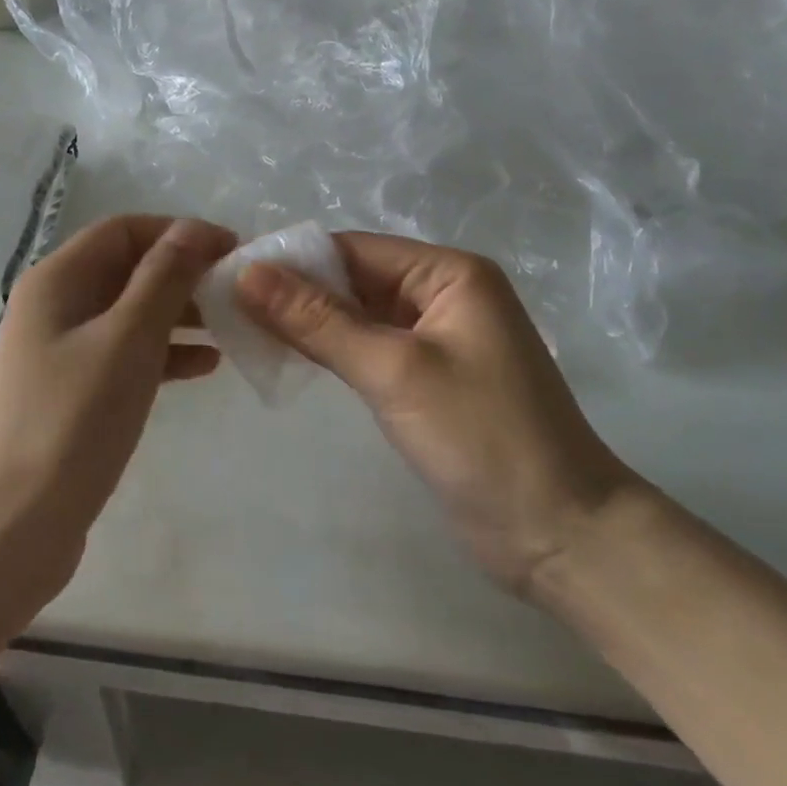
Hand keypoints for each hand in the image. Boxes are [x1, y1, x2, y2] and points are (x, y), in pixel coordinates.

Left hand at [0, 215, 235, 589]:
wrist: (13, 528)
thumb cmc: (73, 422)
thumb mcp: (128, 340)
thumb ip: (163, 279)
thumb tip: (192, 229)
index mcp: (55, 281)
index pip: (124, 230)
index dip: (179, 232)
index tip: (231, 250)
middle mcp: (52, 306)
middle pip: (126, 269)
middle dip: (183, 273)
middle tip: (237, 291)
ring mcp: (58, 351)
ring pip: (129, 313)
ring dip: (178, 313)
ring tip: (230, 326)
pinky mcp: (69, 392)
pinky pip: (123, 354)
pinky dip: (162, 353)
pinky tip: (203, 366)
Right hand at [237, 233, 638, 596]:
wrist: (561, 535)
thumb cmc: (483, 439)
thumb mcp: (395, 371)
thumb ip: (319, 320)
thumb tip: (248, 272)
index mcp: (449, 273)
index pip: (353, 249)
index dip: (292, 260)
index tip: (229, 275)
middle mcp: (443, 293)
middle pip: (353, 278)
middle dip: (295, 291)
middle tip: (225, 304)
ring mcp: (436, 337)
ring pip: (357, 314)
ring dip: (307, 321)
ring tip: (242, 328)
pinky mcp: (427, 378)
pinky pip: (368, 347)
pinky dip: (330, 349)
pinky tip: (286, 355)